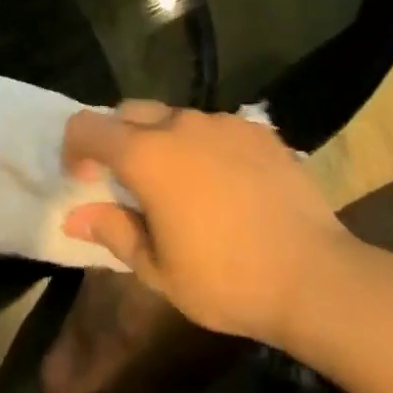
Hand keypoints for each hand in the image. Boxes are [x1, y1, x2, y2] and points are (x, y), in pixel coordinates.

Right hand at [61, 102, 355, 348]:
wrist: (317, 278)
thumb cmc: (227, 280)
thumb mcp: (158, 270)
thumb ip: (112, 232)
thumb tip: (75, 216)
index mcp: (145, 154)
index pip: (87, 127)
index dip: (75, 148)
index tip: (85, 179)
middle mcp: (178, 125)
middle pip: (128, 112)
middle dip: (117, 139)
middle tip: (129, 182)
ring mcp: (221, 122)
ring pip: (173, 118)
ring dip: (163, 142)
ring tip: (184, 185)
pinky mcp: (257, 130)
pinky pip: (215, 127)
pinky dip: (205, 146)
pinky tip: (227, 184)